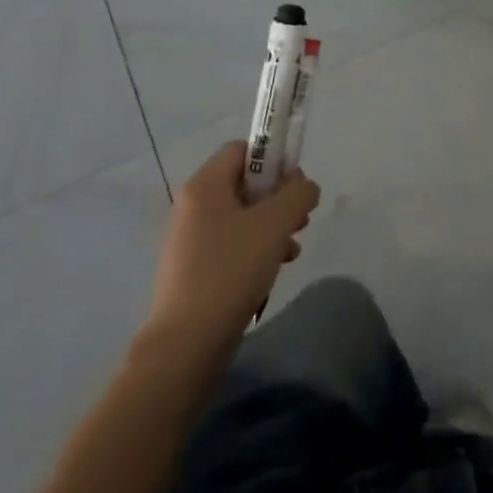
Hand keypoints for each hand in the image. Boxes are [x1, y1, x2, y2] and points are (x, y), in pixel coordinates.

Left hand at [147, 142, 319, 346]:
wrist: (187, 343)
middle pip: (246, 183)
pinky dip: (258, 250)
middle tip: (299, 219)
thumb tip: (305, 186)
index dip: (274, 159)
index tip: (295, 186)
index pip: (243, 149)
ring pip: (244, 217)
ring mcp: (192, 240)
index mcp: (204, 186)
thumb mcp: (275, 223)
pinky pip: (234, 245)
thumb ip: (298, 194)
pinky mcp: (196, 270)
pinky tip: (274, 270)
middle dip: (279, 198)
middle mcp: (194, 207)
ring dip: (273, 227)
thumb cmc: (231, 270)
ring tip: (291, 249)